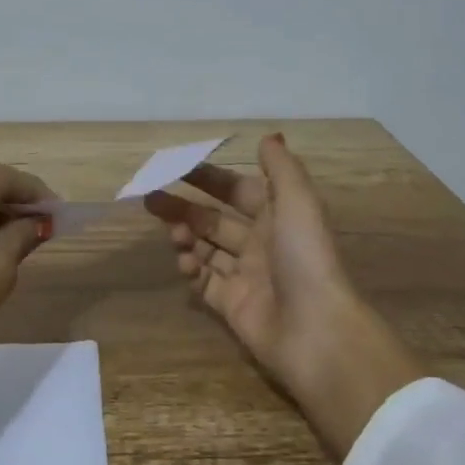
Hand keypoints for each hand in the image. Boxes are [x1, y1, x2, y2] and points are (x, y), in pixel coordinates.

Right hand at [144, 134, 419, 458]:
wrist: (314, 328)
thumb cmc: (304, 257)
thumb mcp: (297, 201)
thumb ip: (281, 168)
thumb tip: (269, 136)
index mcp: (278, 216)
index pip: (237, 190)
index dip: (209, 178)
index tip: (176, 167)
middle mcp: (261, 243)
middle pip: (214, 218)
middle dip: (184, 206)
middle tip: (151, 197)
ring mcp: (245, 275)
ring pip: (205, 248)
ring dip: (185, 235)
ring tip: (171, 232)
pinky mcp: (231, 304)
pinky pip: (203, 280)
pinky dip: (191, 268)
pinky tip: (185, 262)